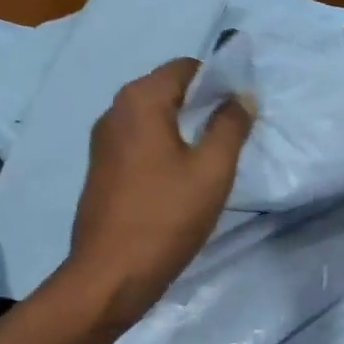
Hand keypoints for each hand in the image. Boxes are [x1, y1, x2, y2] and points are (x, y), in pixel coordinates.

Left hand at [67, 58, 252, 326]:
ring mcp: (102, 143)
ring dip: (183, 131)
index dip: (218, 82)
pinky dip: (163, 151)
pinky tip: (180, 181)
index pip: (185, 68)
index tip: (241, 111)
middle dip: (201, 106)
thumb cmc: (166, 219)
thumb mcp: (212, 171)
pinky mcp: (101, 172)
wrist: (111, 275)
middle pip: (166, 91)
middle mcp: (114, 112)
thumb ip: (231, 127)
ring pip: (152, 121)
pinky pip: (139, 145)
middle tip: (232, 137)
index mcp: (139, 101)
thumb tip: (242, 96)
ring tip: (210, 162)